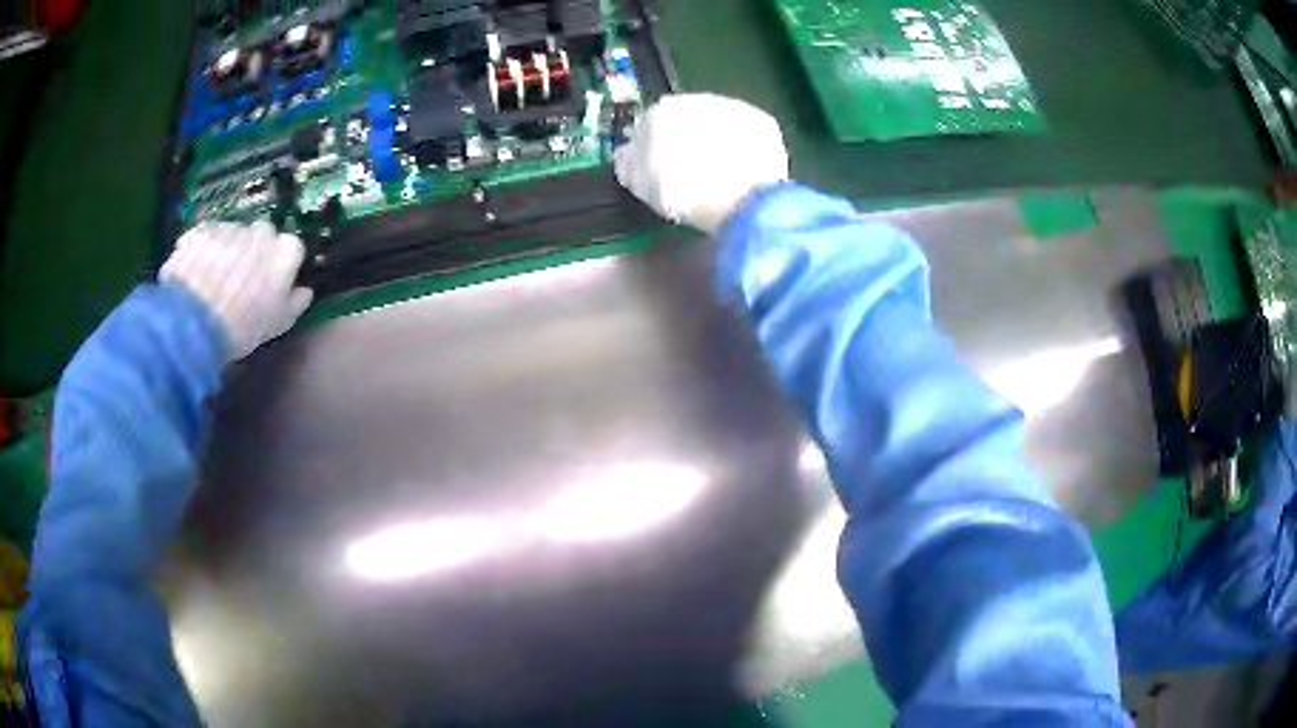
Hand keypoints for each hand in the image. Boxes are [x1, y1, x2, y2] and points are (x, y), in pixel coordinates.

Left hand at [159, 221, 312, 361]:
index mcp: (286, 251)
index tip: (269, 282)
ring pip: (232, 234)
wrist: (195, 324)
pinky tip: (194, 274)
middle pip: (261, 235)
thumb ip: (295, 302)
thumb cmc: (243, 327)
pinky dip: (202, 251)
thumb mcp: (278, 323)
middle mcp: (261, 231)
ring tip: (212, 280)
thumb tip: (304, 290)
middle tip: (239, 279)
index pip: (291, 248)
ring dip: (225, 251)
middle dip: (253, 251)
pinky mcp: (202, 230)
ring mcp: (230, 228)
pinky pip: (205, 238)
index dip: (279, 264)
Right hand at [614, 93, 789, 234]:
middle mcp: (695, 100)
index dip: (653, 149)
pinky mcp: (763, 121)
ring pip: (719, 123)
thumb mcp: (638, 185)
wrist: (739, 198)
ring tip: (721, 173)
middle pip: (687, 120)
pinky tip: (744, 170)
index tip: (660, 169)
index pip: (649, 126)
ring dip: (718, 140)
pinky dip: (745, 147)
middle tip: (692, 172)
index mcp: (659, 112)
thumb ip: (628, 163)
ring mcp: (732, 107)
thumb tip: (627, 154)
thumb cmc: (681, 192)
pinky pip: (747, 134)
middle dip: (688, 140)